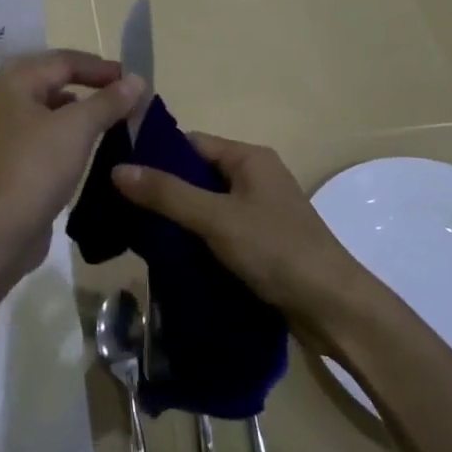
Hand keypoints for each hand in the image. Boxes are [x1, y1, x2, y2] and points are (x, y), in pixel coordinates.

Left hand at [0, 50, 145, 262]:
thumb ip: (108, 100)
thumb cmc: (37, 166)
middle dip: (91, 87)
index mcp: (15, 82)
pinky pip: (44, 136)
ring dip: (80, 112)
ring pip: (49, 111)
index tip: (133, 80)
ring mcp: (3, 133)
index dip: (100, 67)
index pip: (64, 61)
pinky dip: (68, 136)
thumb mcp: (78, 127)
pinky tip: (88, 148)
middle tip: (124, 97)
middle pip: (54, 82)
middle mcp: (4, 101)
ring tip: (112, 122)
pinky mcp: (9, 162)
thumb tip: (136, 80)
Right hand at [111, 134, 368, 325]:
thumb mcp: (216, 219)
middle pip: (196, 174)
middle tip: (120, 207)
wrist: (334, 308)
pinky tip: (168, 254)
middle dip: (162, 189)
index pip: (190, 143)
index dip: (154, 155)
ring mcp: (259, 211)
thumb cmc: (276, 250)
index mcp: (249, 158)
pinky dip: (194, 238)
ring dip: (176, 218)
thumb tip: (117, 168)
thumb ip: (167, 194)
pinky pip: (217, 230)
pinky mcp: (260, 242)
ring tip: (135, 232)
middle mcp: (255, 177)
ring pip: (205, 205)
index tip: (116, 172)